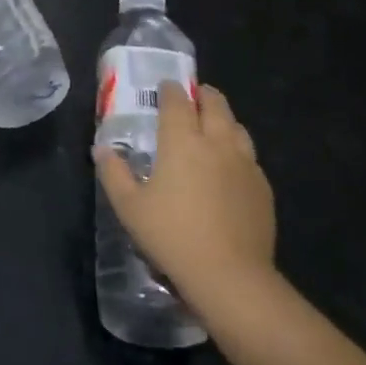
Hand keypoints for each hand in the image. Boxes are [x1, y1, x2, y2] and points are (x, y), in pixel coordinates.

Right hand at [94, 83, 276, 313]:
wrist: (231, 276)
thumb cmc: (173, 237)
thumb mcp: (130, 208)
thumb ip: (114, 174)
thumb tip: (102, 149)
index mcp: (182, 140)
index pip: (177, 99)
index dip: (170, 89)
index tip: (164, 88)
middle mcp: (216, 141)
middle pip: (214, 102)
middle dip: (202, 95)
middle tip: (191, 100)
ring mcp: (244, 163)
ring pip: (236, 126)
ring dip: (223, 119)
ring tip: (212, 129)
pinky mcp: (262, 186)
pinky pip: (249, 156)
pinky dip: (237, 151)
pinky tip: (230, 169)